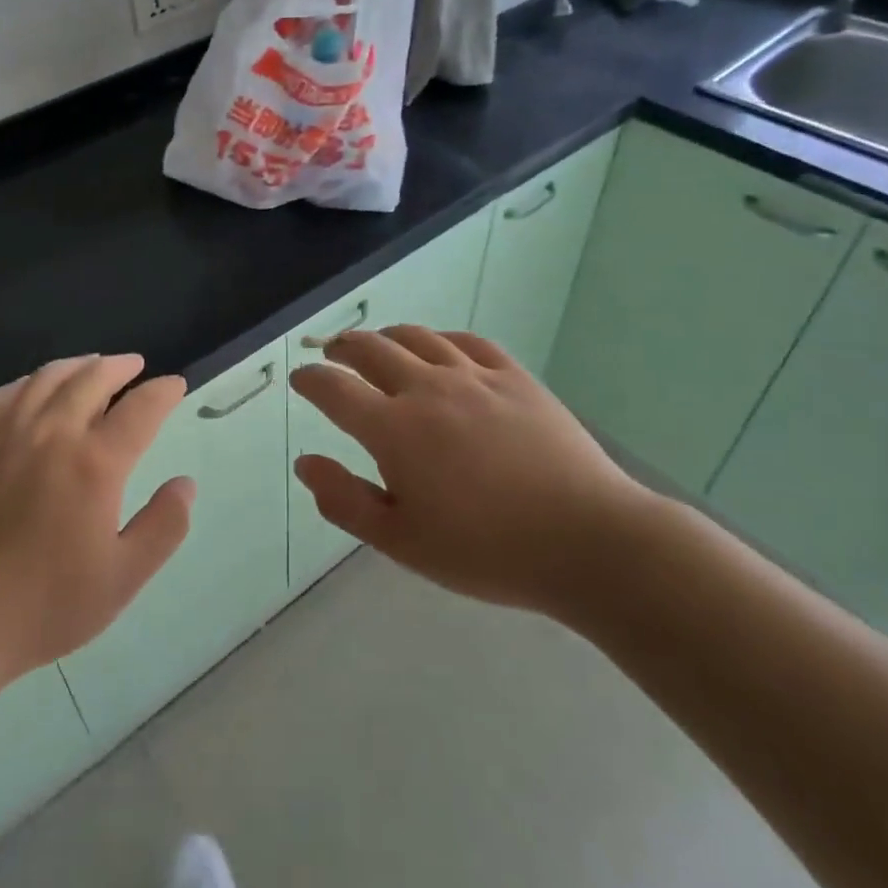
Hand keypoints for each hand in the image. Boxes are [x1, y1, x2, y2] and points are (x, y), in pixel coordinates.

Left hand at [0, 356, 191, 713]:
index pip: (140, 408)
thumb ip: (164, 526)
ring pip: (49, 377)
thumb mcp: (122, 578)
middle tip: (136, 367)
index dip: (163, 391)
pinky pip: (6, 392)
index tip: (175, 385)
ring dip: (79, 365)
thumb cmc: (45, 605)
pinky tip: (36, 388)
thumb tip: (185, 483)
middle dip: (121, 366)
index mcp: (95, 463)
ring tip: (93, 367)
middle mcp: (53, 432)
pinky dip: (31, 381)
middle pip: (93, 377)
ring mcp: (7, 432)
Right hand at [289, 327, 651, 618]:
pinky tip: (442, 348)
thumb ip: (345, 500)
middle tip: (333, 355)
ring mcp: (473, 376)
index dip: (310, 379)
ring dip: (387, 336)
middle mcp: (426, 389)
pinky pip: (468, 341)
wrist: (586, 540)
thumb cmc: (486, 551)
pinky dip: (442, 339)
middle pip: (370, 349)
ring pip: (417, 337)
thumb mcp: (402, 541)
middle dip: (343, 348)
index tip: (301, 380)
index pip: (333, 388)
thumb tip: (304, 463)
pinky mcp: (514, 377)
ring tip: (379, 345)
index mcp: (393, 429)